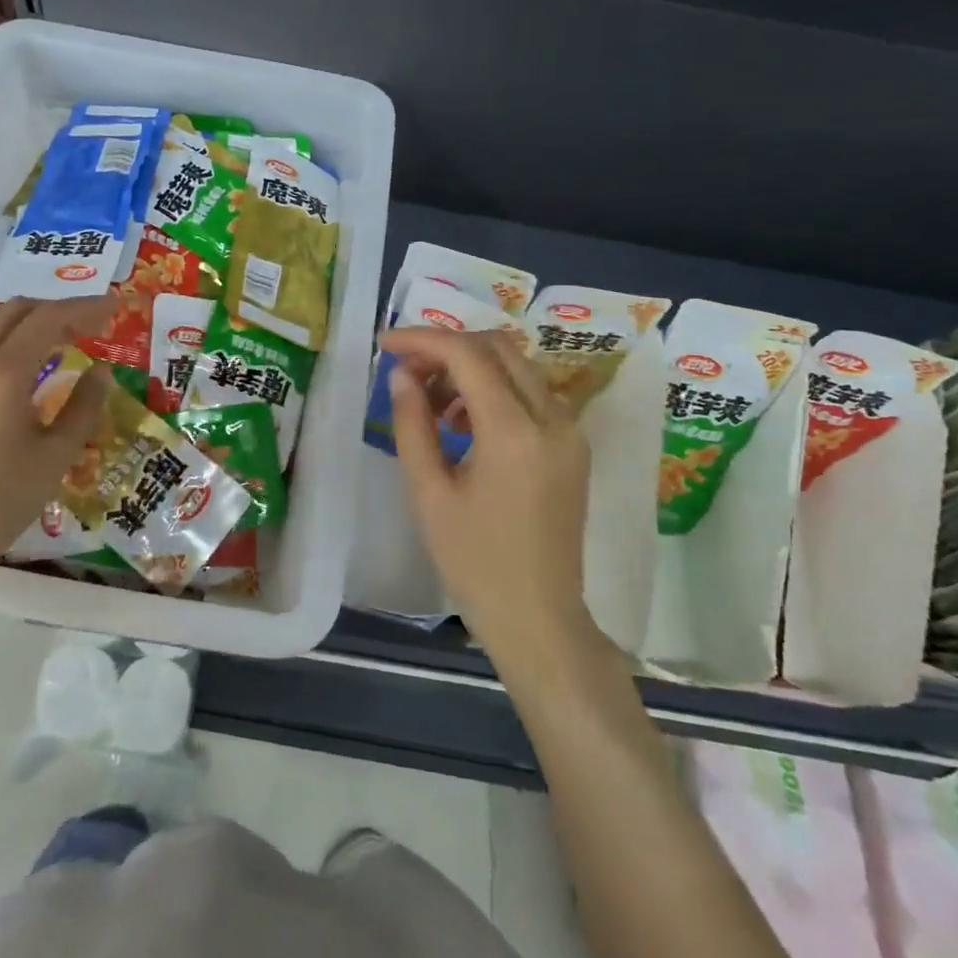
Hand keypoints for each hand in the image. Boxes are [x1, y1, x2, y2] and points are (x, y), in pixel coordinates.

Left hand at [0, 295, 114, 581]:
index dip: (85, 308)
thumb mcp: (55, 456)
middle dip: (55, 310)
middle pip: (14, 311)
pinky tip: (15, 368)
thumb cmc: (0, 502)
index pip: (48, 319)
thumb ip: (83, 407)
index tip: (114, 307)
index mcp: (1, 373)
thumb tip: (100, 373)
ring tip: (55, 341)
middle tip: (88, 326)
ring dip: (24, 322)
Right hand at [383, 327, 599, 668]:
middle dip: (447, 348)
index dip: (422, 340)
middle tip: (406, 372)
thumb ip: (412, 425)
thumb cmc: (474, 562)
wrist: (538, 617)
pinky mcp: (573, 445)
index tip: (384, 344)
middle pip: (498, 348)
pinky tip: (464, 423)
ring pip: (517, 366)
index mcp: (514, 432)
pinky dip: (494, 389)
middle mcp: (552, 419)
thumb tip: (401, 376)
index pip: (467, 355)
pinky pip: (532, 392)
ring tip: (431, 403)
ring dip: (471, 368)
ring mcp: (570, 431)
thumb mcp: (429, 494)